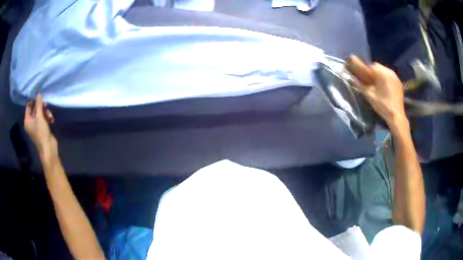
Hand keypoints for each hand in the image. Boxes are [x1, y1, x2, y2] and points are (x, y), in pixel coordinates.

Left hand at [24, 94, 56, 158]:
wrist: (48, 148)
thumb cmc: (41, 132)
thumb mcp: (40, 117)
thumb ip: (38, 104)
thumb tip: (38, 93)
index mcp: (27, 120)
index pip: (29, 106)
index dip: (34, 100)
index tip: (40, 97)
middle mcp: (30, 122)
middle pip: (35, 109)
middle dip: (41, 107)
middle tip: (46, 105)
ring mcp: (36, 125)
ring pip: (40, 113)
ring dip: (46, 112)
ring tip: (50, 116)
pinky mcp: (42, 127)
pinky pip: (44, 118)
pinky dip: (48, 117)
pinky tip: (51, 119)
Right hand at [354, 63, 407, 129]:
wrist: (397, 116)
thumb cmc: (383, 105)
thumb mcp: (369, 95)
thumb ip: (359, 85)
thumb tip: (349, 78)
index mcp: (382, 73)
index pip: (371, 66)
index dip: (366, 71)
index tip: (364, 79)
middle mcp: (390, 71)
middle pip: (378, 67)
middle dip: (373, 73)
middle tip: (371, 83)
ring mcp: (396, 77)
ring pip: (385, 71)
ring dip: (380, 75)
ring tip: (379, 86)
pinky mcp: (399, 83)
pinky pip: (390, 76)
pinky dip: (387, 79)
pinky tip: (386, 88)